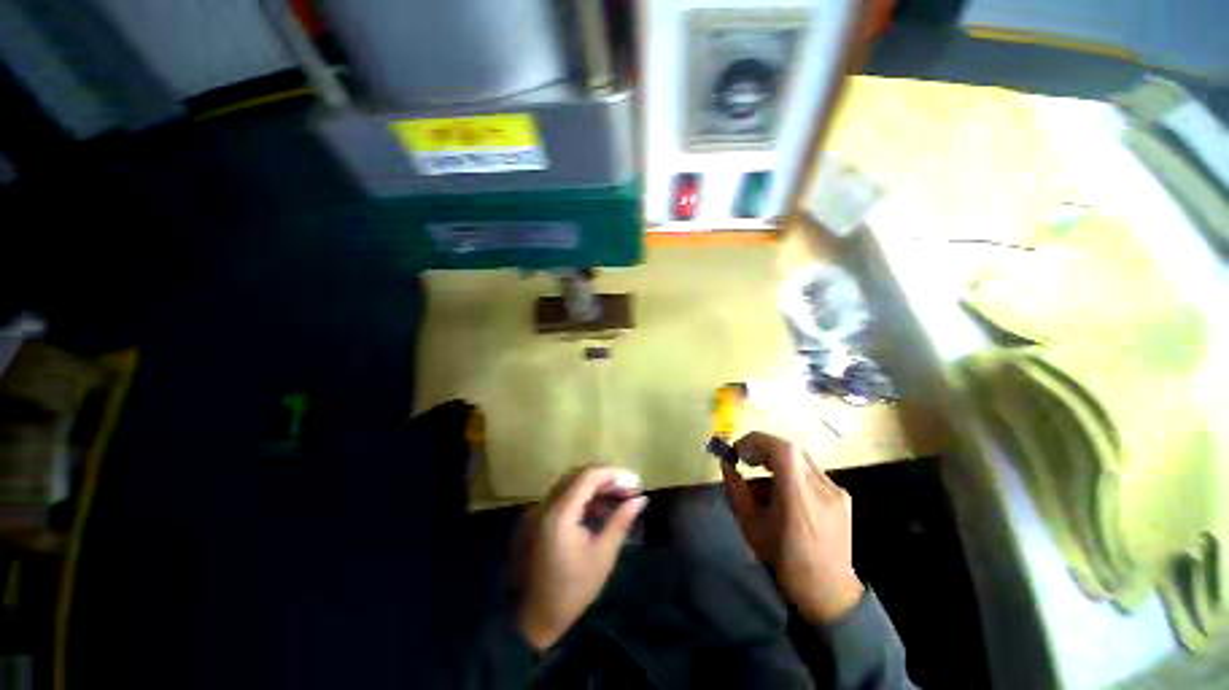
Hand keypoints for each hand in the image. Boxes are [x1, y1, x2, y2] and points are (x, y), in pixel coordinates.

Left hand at [514, 466, 646, 650]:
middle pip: (578, 475)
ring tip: (618, 496)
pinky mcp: (535, 519)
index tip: (635, 481)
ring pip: (569, 484)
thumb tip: (641, 499)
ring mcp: (537, 511)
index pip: (588, 476)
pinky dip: (581, 497)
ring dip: (594, 486)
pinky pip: (562, 497)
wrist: (532, 621)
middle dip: (605, 478)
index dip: (614, 474)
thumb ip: (621, 521)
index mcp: (560, 513)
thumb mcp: (602, 556)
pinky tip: (599, 508)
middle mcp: (545, 505)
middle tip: (629, 488)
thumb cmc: (572, 591)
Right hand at [721, 432, 863, 624]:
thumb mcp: (750, 526)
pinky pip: (810, 471)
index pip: (783, 450)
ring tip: (763, 481)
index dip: (757, 441)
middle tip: (746, 460)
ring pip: (800, 458)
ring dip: (776, 460)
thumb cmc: (783, 561)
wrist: (829, 592)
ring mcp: (836, 491)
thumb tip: (726, 465)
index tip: (739, 450)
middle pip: (791, 449)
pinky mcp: (842, 495)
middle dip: (763, 449)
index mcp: (800, 501)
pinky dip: (791, 472)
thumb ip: (736, 490)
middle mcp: (823, 490)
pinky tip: (783, 492)